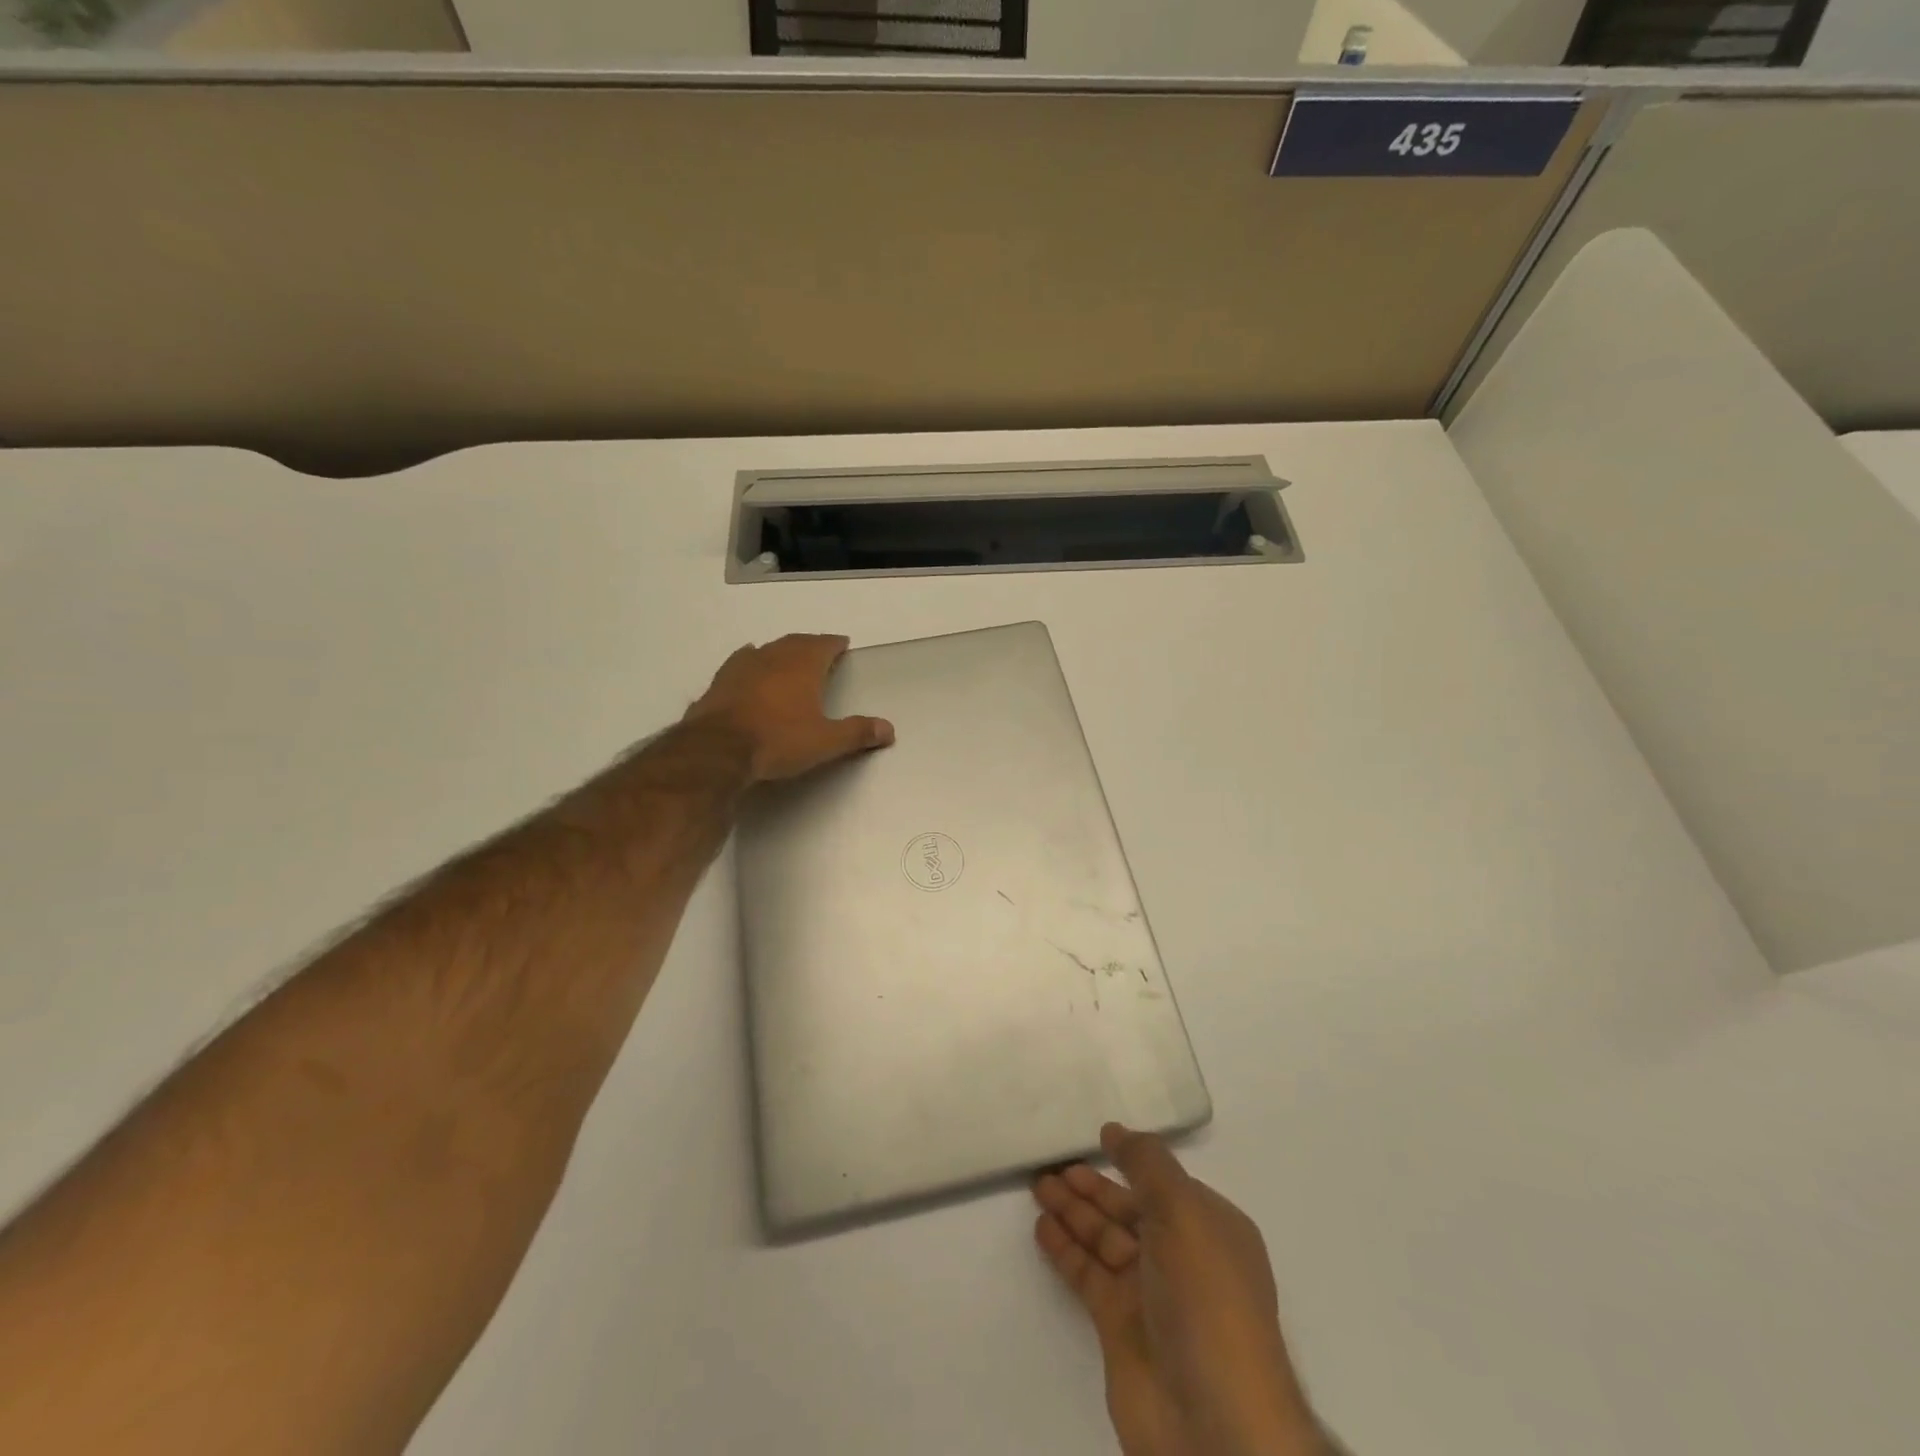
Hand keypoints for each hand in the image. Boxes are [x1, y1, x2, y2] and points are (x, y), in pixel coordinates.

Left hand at [684, 634, 893, 782]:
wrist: (717, 750)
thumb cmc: (778, 740)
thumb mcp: (825, 742)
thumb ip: (857, 733)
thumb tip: (889, 729)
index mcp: (802, 666)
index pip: (823, 645)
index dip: (834, 644)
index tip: (842, 643)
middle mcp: (772, 658)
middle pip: (795, 643)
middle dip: (809, 645)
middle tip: (819, 650)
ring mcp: (742, 668)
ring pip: (766, 650)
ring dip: (780, 652)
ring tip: (787, 657)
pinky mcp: (719, 683)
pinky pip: (740, 664)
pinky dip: (751, 663)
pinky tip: (749, 667)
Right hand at [1034, 1124, 1324, 1455]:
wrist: (1214, 1424)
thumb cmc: (1206, 1300)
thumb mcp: (1184, 1213)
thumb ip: (1148, 1164)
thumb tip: (1116, 1131)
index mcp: (1209, 1227)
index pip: (1164, 1182)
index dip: (1132, 1159)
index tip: (1097, 1137)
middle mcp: (1181, 1257)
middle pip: (1129, 1208)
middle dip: (1093, 1186)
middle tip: (1052, 1163)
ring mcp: (1150, 1294)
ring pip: (1104, 1239)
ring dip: (1073, 1212)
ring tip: (1038, 1185)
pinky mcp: (1120, 1326)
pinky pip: (1088, 1274)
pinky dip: (1066, 1250)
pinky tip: (1042, 1228)